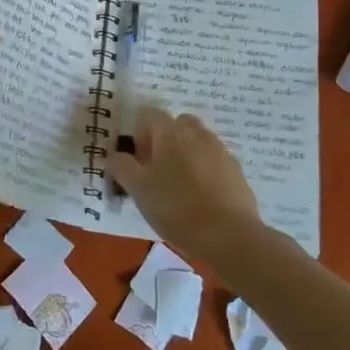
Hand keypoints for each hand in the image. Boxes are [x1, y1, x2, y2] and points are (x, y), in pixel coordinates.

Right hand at [106, 108, 264, 263]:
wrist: (229, 235)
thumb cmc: (177, 208)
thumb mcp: (138, 190)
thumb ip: (122, 167)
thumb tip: (113, 155)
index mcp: (171, 132)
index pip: (149, 114)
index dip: (139, 133)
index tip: (138, 160)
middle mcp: (197, 133)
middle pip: (177, 124)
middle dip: (165, 140)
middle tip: (157, 171)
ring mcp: (220, 150)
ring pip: (197, 141)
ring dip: (186, 154)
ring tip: (180, 187)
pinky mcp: (236, 170)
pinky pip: (214, 161)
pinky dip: (205, 170)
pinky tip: (201, 198)